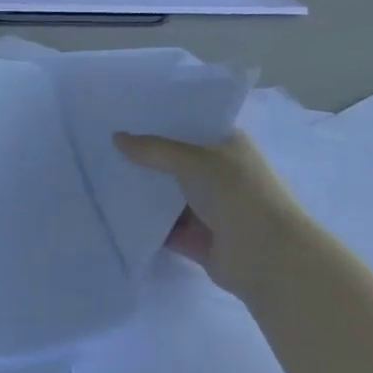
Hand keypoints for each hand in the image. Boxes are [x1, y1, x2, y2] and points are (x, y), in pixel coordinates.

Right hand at [116, 128, 303, 297]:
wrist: (269, 259)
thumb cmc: (237, 194)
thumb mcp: (193, 161)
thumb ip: (153, 150)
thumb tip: (116, 138)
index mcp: (228, 144)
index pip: (189, 124)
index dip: (160, 119)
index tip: (125, 113)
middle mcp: (220, 172)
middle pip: (175, 160)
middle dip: (146, 155)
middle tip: (105, 143)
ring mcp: (210, 207)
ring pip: (169, 194)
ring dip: (144, 190)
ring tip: (103, 174)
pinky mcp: (200, 239)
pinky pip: (167, 227)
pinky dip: (147, 223)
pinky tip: (115, 212)